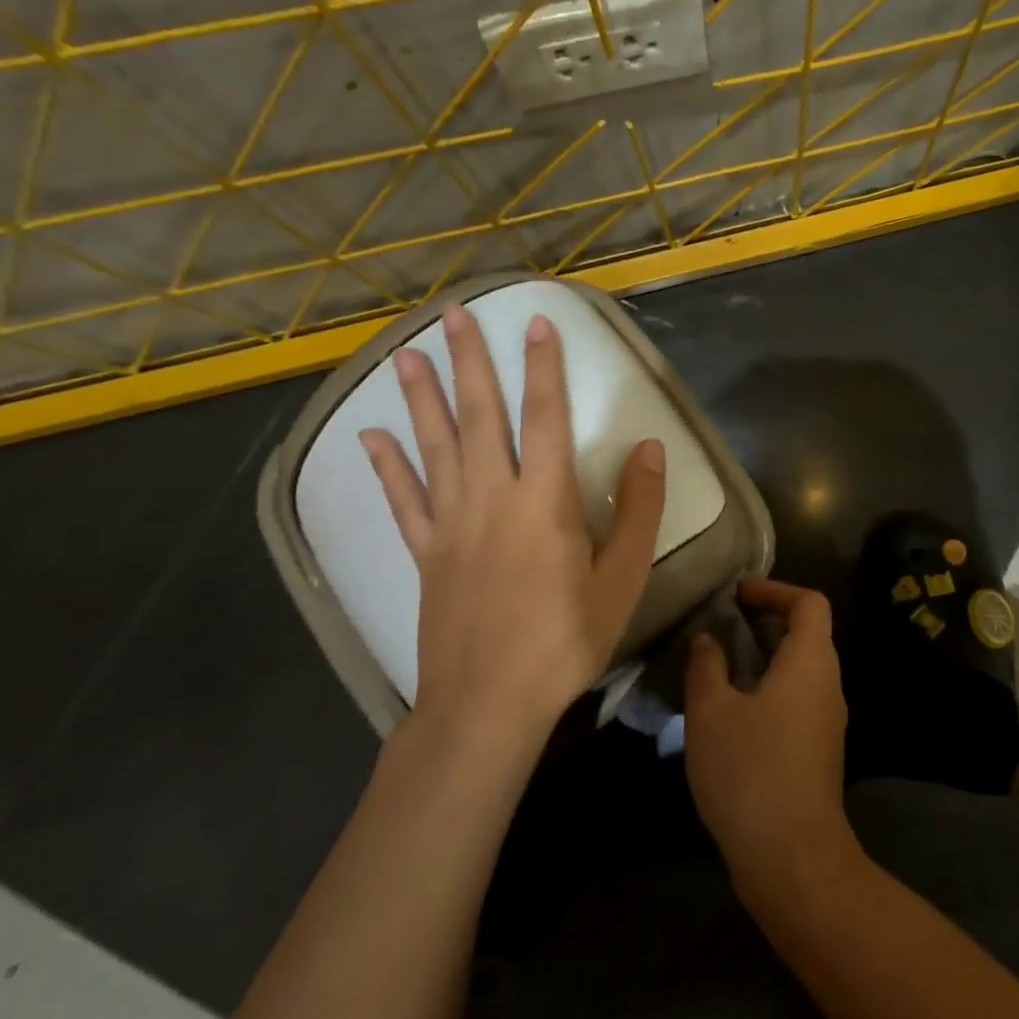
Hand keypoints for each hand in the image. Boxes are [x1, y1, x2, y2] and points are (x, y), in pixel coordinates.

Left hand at [360, 305, 666, 751]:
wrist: (488, 703)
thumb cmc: (566, 639)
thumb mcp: (622, 578)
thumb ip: (638, 510)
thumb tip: (648, 449)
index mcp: (544, 502)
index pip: (544, 417)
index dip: (543, 368)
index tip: (537, 324)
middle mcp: (491, 499)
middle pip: (479, 418)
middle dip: (469, 363)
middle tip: (452, 315)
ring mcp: (450, 525)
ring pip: (434, 447)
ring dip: (421, 398)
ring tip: (408, 354)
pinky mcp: (426, 554)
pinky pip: (403, 501)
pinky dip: (387, 467)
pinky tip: (370, 437)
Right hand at [684, 579, 854, 897]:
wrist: (792, 856)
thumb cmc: (751, 770)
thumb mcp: (711, 712)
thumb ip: (706, 666)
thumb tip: (708, 639)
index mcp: (812, 661)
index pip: (809, 602)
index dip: (775, 589)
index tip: (737, 595)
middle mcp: (829, 682)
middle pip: (808, 632)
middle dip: (766, 621)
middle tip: (722, 625)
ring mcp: (828, 719)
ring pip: (801, 668)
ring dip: (765, 656)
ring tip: (720, 664)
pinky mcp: (819, 749)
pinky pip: (798, 698)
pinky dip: (769, 687)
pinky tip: (732, 709)